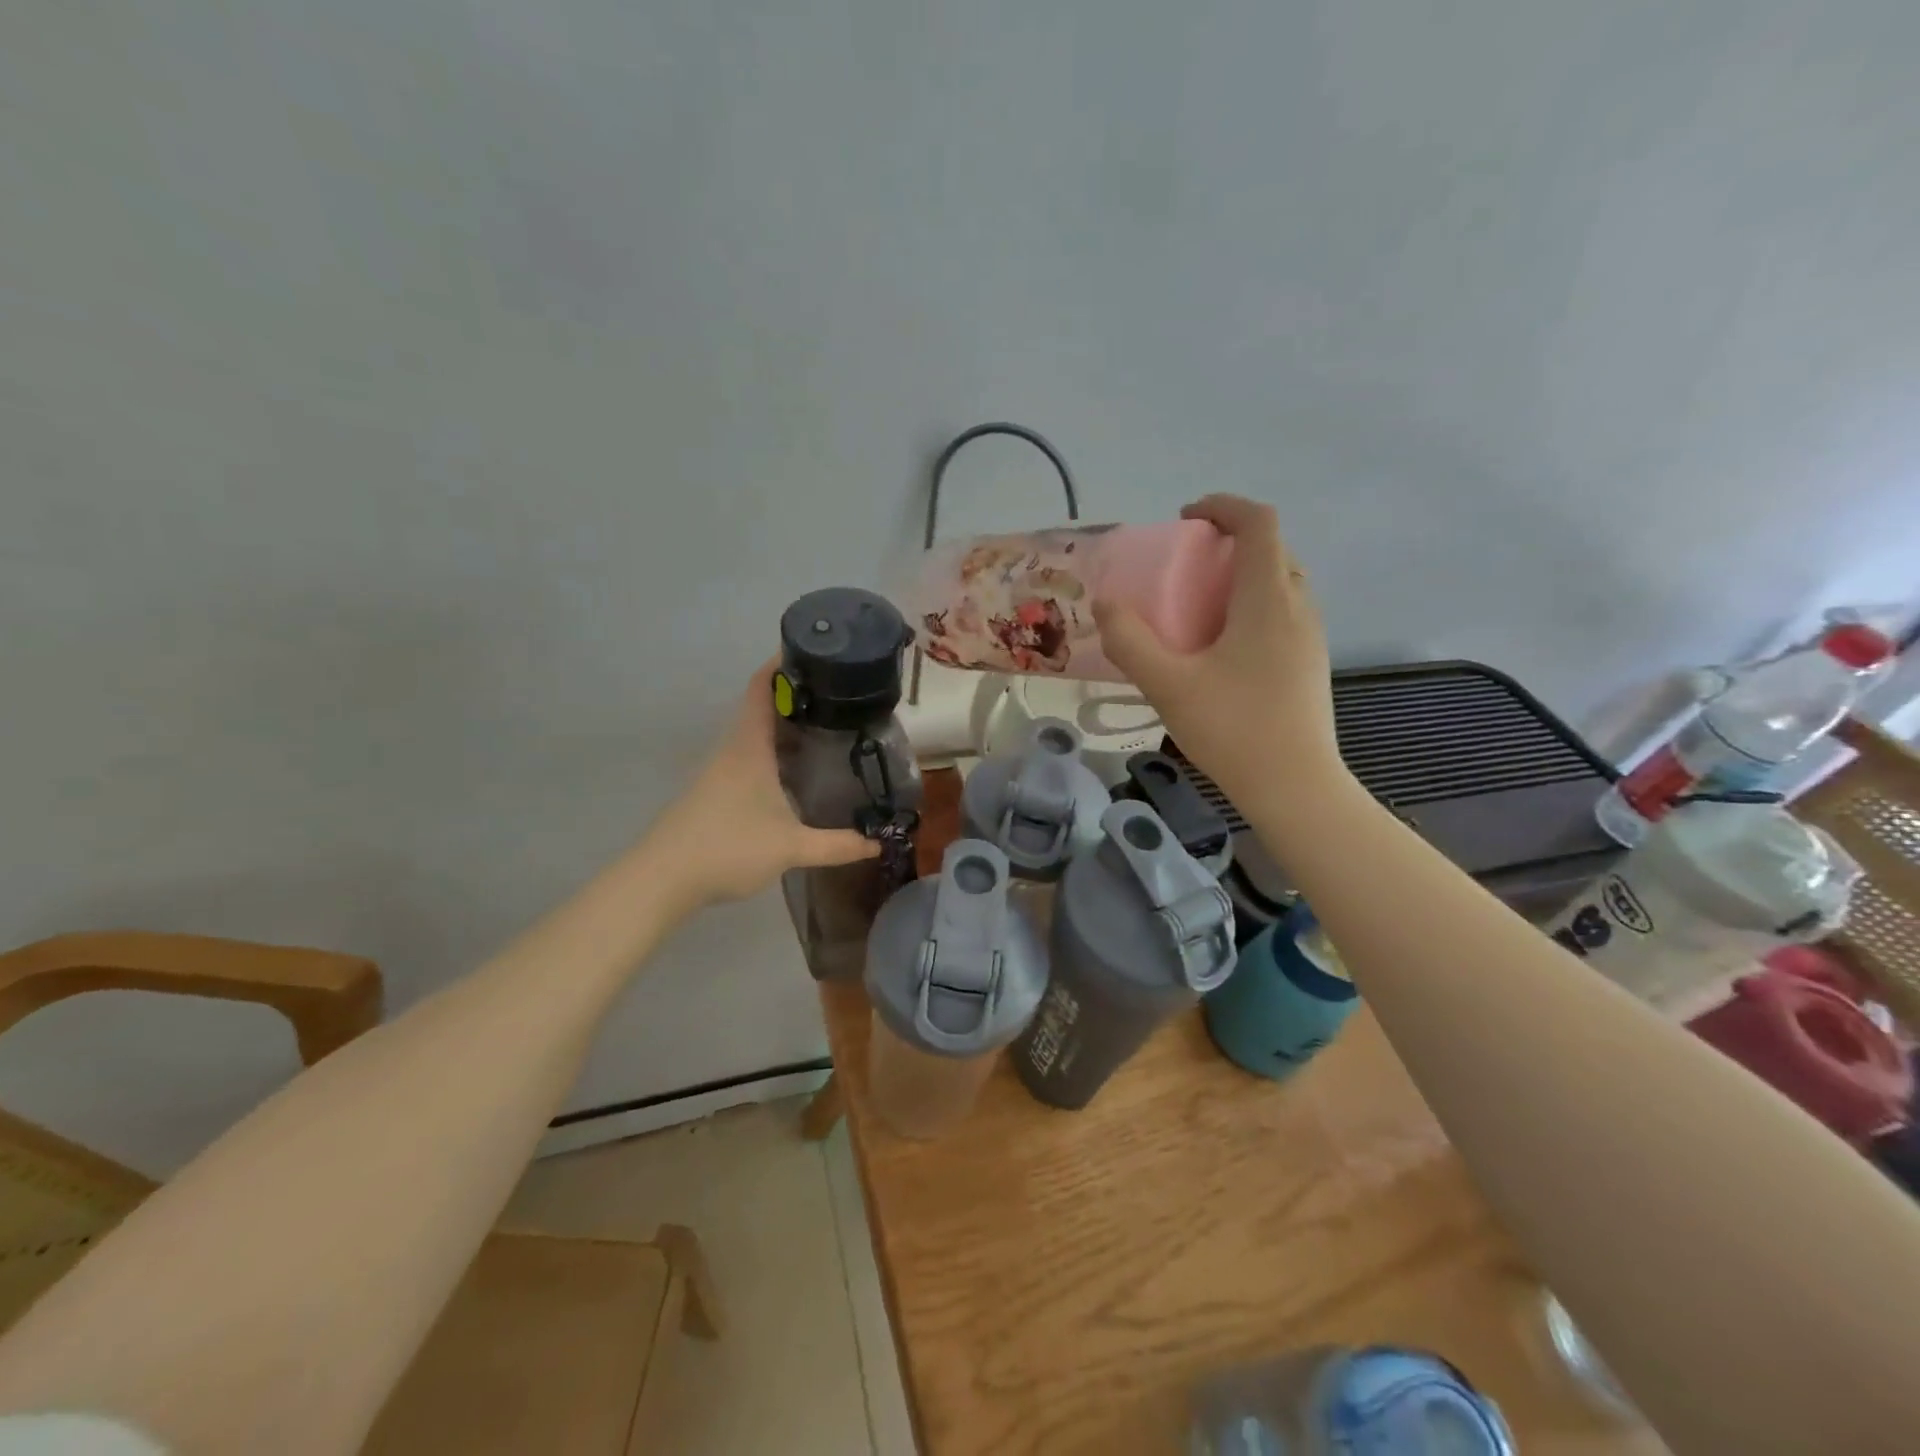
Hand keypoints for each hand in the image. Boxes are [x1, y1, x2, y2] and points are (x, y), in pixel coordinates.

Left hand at [655, 661, 877, 906]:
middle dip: (799, 696)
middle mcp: (733, 749)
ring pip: (758, 734)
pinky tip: (798, 771)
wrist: (663, 879)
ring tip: (829, 727)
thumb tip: (878, 843)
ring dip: (788, 727)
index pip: (762, 687)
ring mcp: (721, 770)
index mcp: (749, 746)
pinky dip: (777, 752)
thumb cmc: (728, 848)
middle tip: (840, 694)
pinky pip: (752, 757)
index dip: (784, 663)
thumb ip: (838, 845)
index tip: (815, 650)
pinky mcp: (717, 791)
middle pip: (763, 707)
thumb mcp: (791, 847)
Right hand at [1093, 495, 1342, 810]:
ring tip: (1199, 605)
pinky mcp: (1310, 664)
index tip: (1186, 519)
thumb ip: (1130, 641)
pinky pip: (1283, 613)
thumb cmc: (1233, 729)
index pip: (1259, 523)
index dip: (1223, 507)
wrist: (1294, 787)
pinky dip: (1252, 606)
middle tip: (1187, 565)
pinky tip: (1221, 647)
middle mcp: (1297, 607)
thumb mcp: (1167, 685)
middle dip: (1230, 542)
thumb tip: (1105, 605)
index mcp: (1267, 599)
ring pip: (1280, 583)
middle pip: (1272, 550)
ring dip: (1242, 576)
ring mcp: (1310, 637)